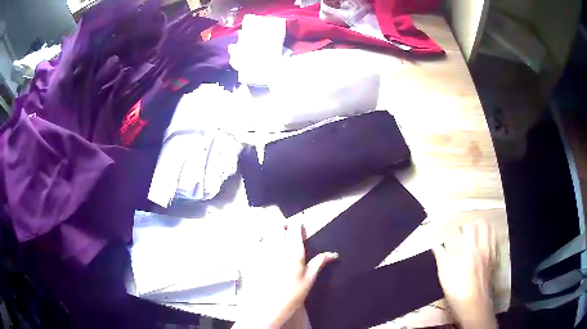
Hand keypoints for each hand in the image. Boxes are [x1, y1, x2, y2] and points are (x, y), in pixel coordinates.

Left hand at [233, 223, 337, 328]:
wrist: (265, 308)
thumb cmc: (291, 295)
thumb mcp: (308, 280)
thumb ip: (318, 263)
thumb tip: (332, 254)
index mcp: (293, 251)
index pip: (295, 228)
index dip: (298, 221)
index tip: (300, 219)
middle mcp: (276, 247)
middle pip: (276, 226)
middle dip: (282, 223)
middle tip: (286, 227)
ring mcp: (261, 252)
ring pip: (264, 232)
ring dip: (269, 230)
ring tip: (273, 235)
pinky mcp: (250, 259)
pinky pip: (253, 244)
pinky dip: (257, 241)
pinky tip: (260, 247)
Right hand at [432, 222, 497, 328]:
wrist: (474, 303)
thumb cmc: (456, 290)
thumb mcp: (444, 274)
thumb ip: (441, 256)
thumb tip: (435, 244)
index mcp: (466, 249)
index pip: (461, 229)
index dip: (454, 228)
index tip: (448, 232)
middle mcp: (480, 246)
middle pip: (478, 224)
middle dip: (469, 225)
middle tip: (462, 232)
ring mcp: (489, 251)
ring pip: (489, 228)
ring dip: (481, 227)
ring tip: (475, 233)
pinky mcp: (494, 257)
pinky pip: (494, 239)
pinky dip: (489, 235)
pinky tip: (484, 242)